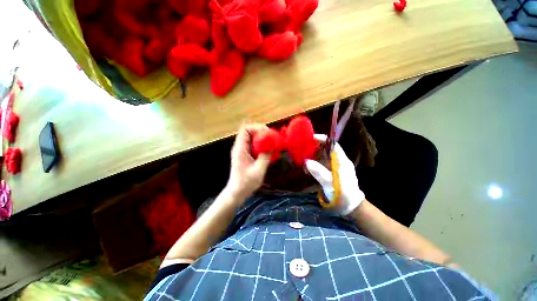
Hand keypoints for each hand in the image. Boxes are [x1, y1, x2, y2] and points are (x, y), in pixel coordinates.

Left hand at [224, 124, 271, 202]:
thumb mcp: (258, 170)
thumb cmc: (246, 183)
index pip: (245, 129)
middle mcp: (240, 147)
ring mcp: (243, 151)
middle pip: (249, 132)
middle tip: (272, 137)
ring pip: (252, 138)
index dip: (256, 127)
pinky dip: (261, 145)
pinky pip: (254, 146)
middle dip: (261, 132)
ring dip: (262, 139)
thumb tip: (273, 146)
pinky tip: (269, 150)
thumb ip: (265, 157)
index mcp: (240, 149)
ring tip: (272, 142)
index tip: (267, 133)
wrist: (237, 192)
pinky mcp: (246, 156)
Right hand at [305, 134, 364, 215]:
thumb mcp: (331, 183)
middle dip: (315, 148)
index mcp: (342, 162)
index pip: (334, 145)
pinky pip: (322, 165)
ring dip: (313, 157)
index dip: (323, 140)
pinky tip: (308, 168)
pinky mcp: (331, 173)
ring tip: (303, 158)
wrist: (350, 208)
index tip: (311, 138)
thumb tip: (307, 161)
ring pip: (323, 157)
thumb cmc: (343, 195)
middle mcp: (339, 162)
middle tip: (303, 148)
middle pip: (327, 150)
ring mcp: (335, 168)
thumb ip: (319, 172)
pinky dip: (314, 164)